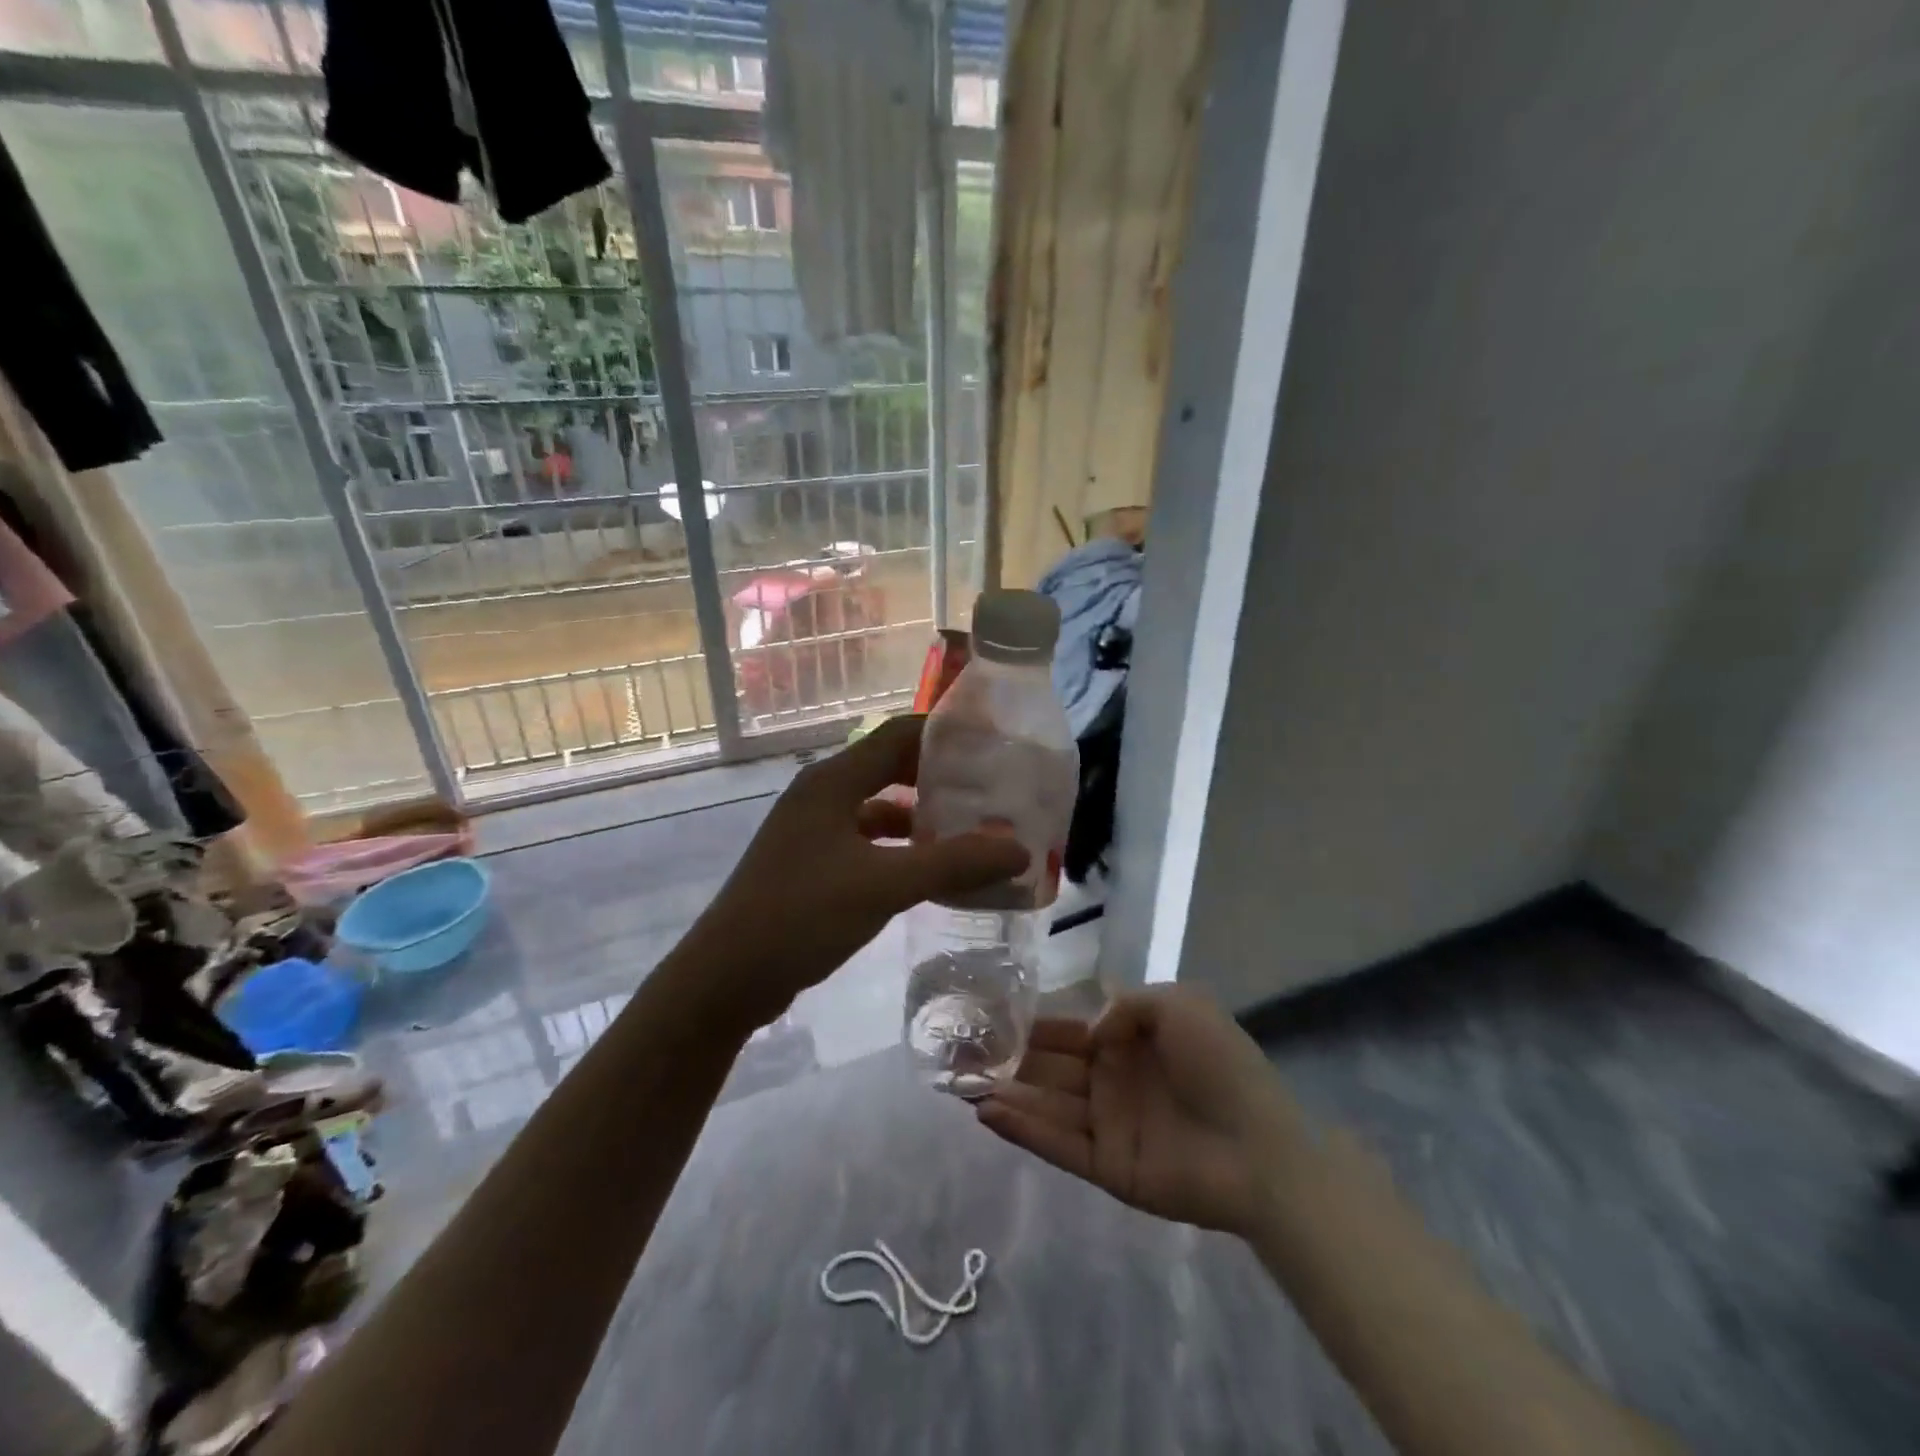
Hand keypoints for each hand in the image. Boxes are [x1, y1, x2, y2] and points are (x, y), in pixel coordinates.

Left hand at [685, 716, 1029, 1031]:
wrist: (726, 978)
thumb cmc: (801, 917)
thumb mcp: (884, 886)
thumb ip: (953, 864)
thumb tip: (1019, 848)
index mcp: (833, 781)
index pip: (898, 734)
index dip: (945, 733)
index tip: (992, 745)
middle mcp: (821, 794)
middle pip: (889, 766)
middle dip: (939, 775)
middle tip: (990, 788)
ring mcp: (813, 830)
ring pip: (878, 806)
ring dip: (920, 814)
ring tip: (970, 829)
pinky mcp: (811, 863)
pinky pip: (866, 839)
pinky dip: (899, 846)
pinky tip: (928, 868)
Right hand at [977, 986, 1306, 1235]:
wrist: (1261, 1146)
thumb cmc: (1219, 1064)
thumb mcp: (1178, 1005)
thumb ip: (1125, 1006)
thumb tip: (1088, 1032)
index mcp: (1127, 1042)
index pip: (1067, 1031)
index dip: (1031, 1025)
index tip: (989, 1015)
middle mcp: (1110, 1080)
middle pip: (1048, 1067)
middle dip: (1006, 1059)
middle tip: (959, 1051)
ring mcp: (1107, 1124)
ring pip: (1045, 1104)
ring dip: (1005, 1093)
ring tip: (960, 1082)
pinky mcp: (1107, 1166)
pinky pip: (1057, 1144)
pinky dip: (1023, 1129)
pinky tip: (988, 1112)